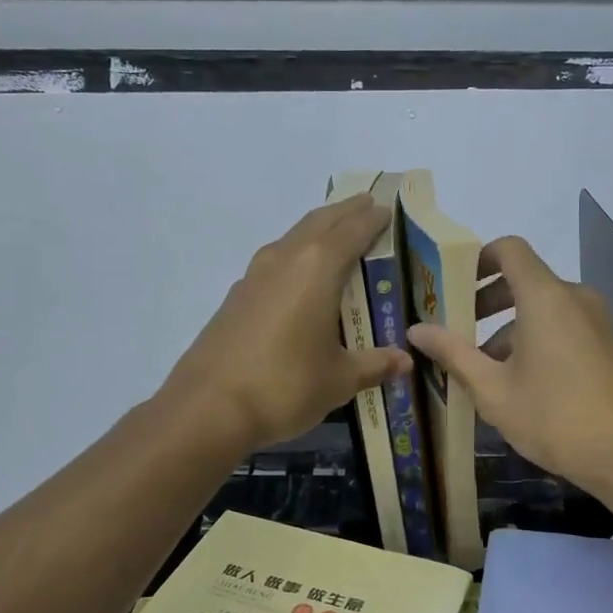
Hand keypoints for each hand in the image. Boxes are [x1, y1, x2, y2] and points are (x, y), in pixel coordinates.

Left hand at [163, 194, 412, 452]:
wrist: (208, 407)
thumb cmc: (285, 386)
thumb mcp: (339, 379)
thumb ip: (374, 365)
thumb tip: (405, 361)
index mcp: (317, 269)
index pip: (352, 231)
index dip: (372, 219)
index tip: (387, 209)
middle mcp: (285, 259)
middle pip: (320, 223)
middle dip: (345, 211)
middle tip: (366, 204)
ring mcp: (255, 276)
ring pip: (293, 238)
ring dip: (317, 229)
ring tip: (336, 233)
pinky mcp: (236, 296)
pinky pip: (275, 260)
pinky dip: (295, 254)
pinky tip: (299, 276)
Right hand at [408, 236, 612, 496]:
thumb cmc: (555, 417)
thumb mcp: (493, 390)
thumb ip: (453, 354)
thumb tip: (416, 329)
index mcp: (545, 297)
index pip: (509, 250)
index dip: (477, 259)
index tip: (451, 286)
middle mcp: (574, 298)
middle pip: (524, 280)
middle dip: (486, 301)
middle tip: (455, 331)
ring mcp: (596, 322)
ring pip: (543, 308)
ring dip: (508, 328)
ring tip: (481, 369)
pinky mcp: (607, 346)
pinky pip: (563, 327)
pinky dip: (535, 340)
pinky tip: (518, 383)